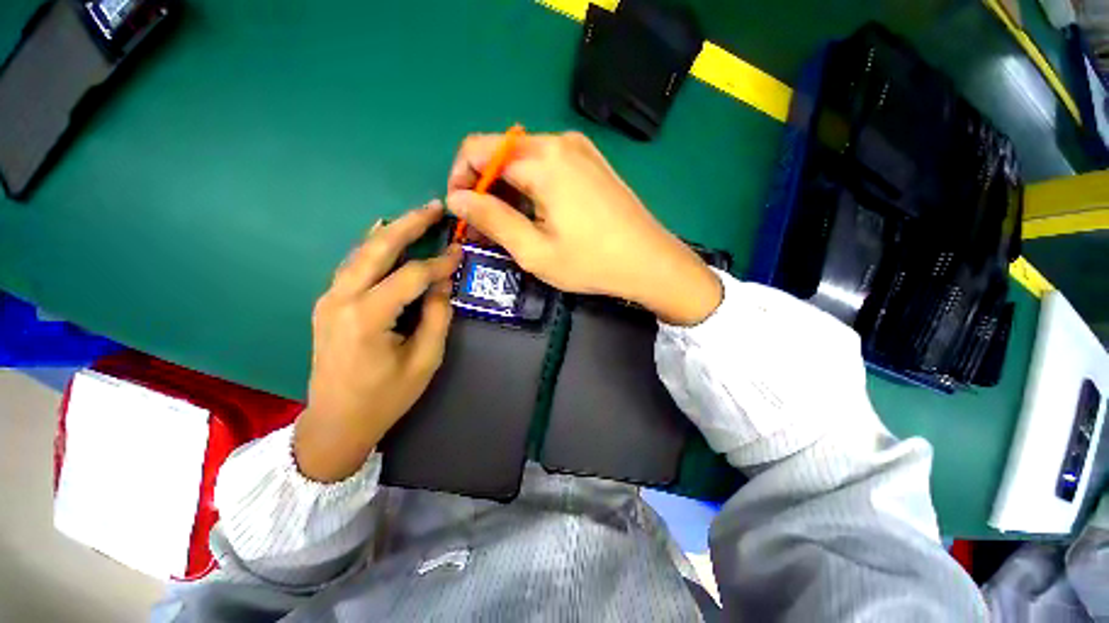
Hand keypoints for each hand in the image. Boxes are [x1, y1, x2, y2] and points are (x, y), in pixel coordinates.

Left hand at [293, 202, 461, 482]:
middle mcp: (342, 299)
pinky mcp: (328, 304)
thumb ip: (437, 316)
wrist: (336, 422)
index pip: (411, 276)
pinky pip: (352, 265)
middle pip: (378, 249)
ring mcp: (329, 299)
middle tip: (435, 207)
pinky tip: (381, 233)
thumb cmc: (386, 397)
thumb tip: (442, 283)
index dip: (439, 262)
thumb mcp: (424, 360)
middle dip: (409, 224)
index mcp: (368, 317)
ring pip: (361, 252)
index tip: (460, 252)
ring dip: (390, 231)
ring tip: (416, 216)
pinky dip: (371, 246)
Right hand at [445, 131, 721, 325]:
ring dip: (509, 190)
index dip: (460, 179)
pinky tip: (540, 215)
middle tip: (487, 228)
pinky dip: (533, 187)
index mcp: (542, 158)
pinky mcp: (593, 162)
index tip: (463, 213)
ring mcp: (581, 149)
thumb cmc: (592, 262)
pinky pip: (549, 165)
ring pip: (525, 160)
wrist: (651, 262)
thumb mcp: (534, 250)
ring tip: (512, 226)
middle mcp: (559, 142)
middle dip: (485, 188)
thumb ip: (491, 220)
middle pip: (502, 153)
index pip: (477, 149)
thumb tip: (456, 200)